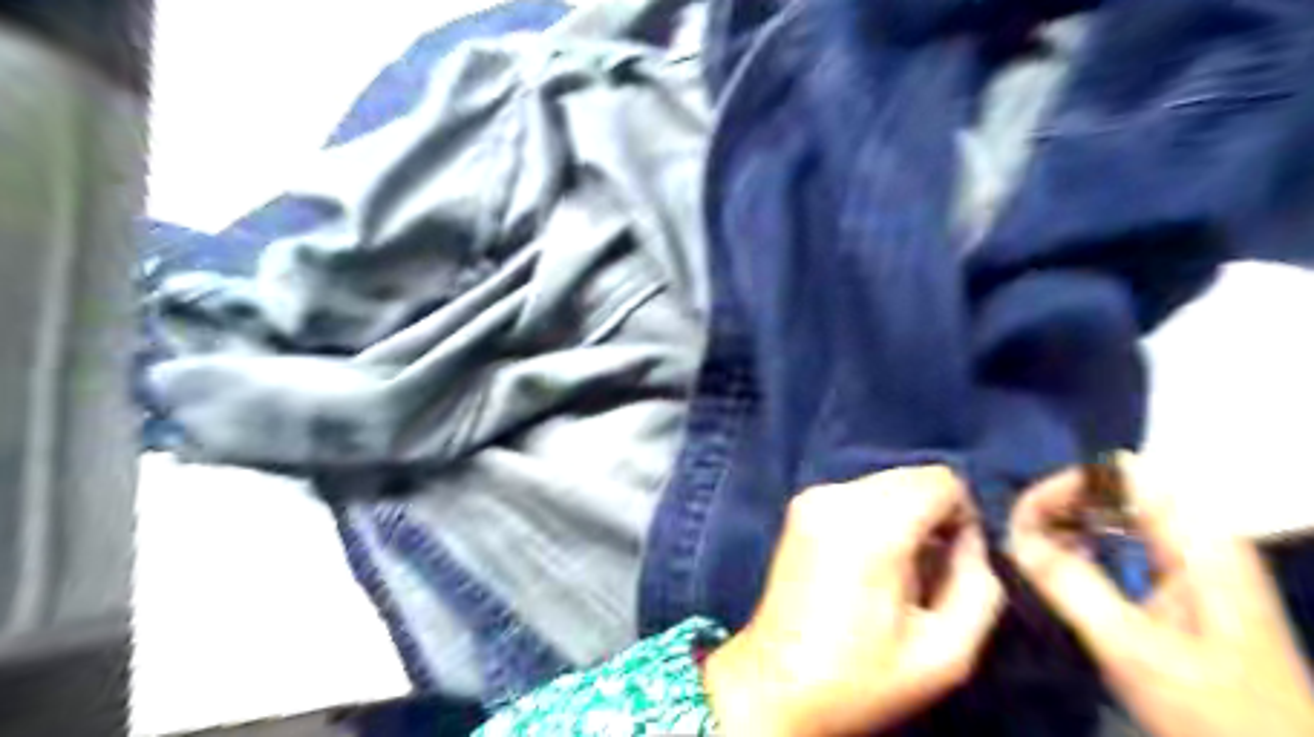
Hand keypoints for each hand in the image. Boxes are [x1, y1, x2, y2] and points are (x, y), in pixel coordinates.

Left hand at [703, 470, 1001, 734]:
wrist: (776, 682)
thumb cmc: (861, 677)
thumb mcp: (946, 653)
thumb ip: (978, 586)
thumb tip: (969, 540)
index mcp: (872, 528)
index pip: (941, 480)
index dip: (961, 518)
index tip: (953, 562)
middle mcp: (838, 498)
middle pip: (912, 477)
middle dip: (932, 516)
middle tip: (925, 571)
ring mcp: (812, 497)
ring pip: (886, 483)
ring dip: (903, 516)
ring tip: (894, 571)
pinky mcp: (798, 505)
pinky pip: (858, 493)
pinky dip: (875, 516)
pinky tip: (866, 562)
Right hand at [1009, 455, 1312, 736]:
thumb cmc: (1217, 711)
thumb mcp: (1133, 649)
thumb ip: (1071, 585)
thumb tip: (1014, 538)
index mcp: (1199, 540)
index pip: (1119, 473)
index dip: (1064, 485)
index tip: (1021, 518)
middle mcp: (1197, 536)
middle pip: (1112, 489)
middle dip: (1058, 506)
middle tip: (1018, 539)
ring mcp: (1193, 559)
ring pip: (1113, 515)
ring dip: (1066, 527)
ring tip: (1029, 553)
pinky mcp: (1183, 582)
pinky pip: (1121, 542)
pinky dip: (1083, 548)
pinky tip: (1059, 571)